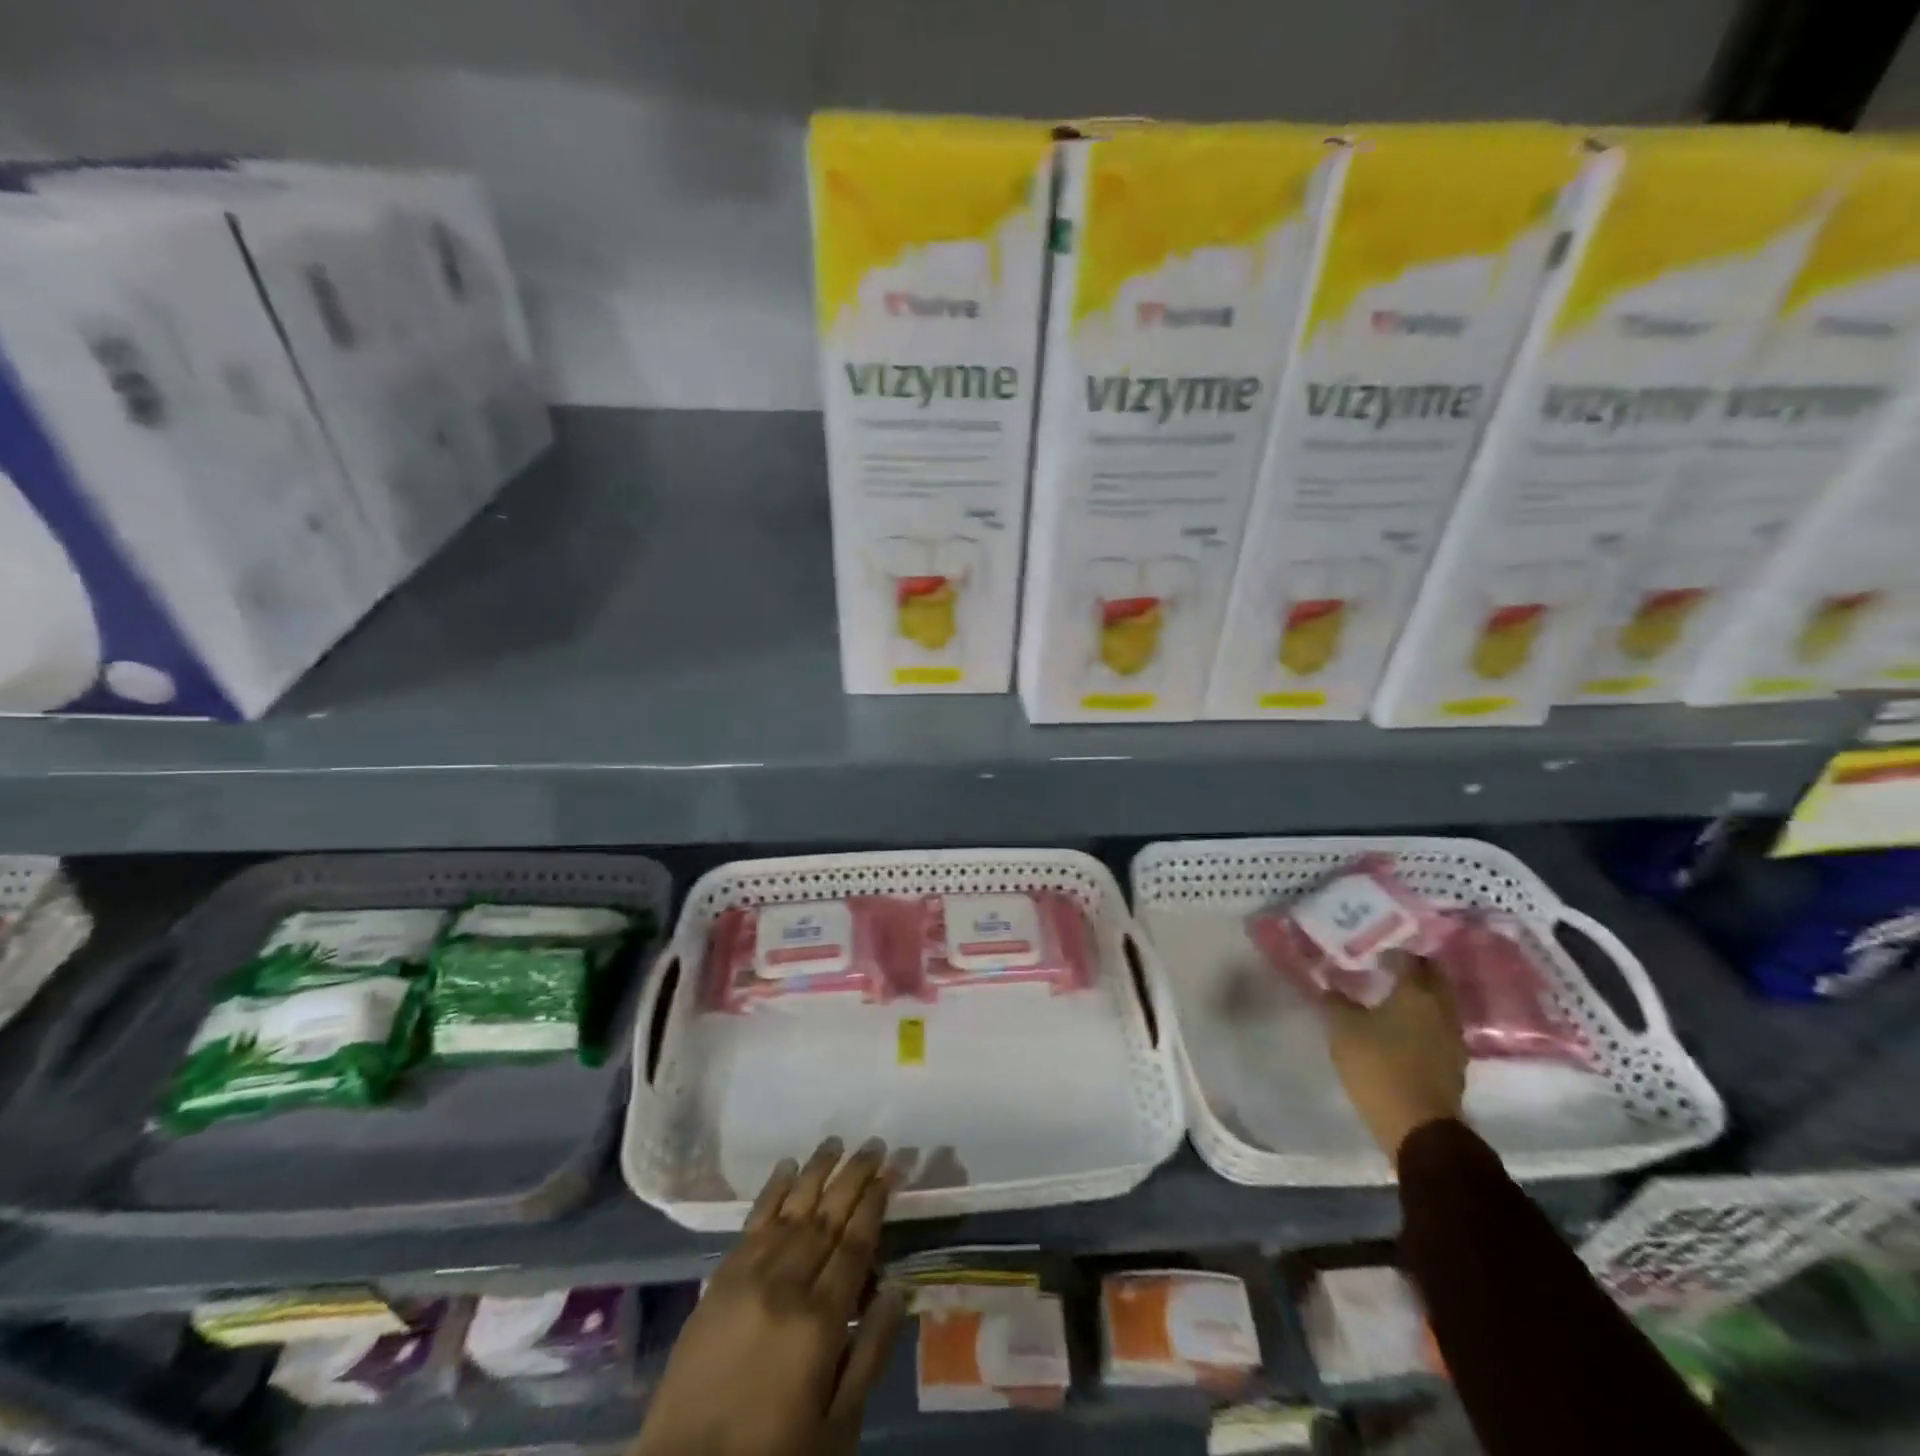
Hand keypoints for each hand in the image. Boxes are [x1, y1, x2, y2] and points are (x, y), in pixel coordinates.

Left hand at [636, 1139, 907, 1455]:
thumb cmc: (774, 1454)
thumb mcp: (838, 1426)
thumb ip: (870, 1353)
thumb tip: (898, 1287)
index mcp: (820, 1321)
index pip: (855, 1244)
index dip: (875, 1203)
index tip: (891, 1170)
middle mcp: (786, 1285)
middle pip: (826, 1217)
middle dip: (853, 1177)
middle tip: (874, 1144)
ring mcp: (748, 1277)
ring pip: (791, 1210)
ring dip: (816, 1173)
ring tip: (836, 1143)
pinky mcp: (719, 1279)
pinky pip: (752, 1222)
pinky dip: (773, 1191)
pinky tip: (787, 1169)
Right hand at [1324, 952, 1467, 1162]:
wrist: (1418, 1127)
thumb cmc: (1379, 1066)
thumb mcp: (1343, 1029)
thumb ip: (1336, 1002)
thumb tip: (1331, 987)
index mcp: (1417, 994)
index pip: (1411, 959)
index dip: (1393, 953)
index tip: (1374, 954)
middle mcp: (1442, 1010)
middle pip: (1434, 979)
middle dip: (1413, 971)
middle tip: (1387, 970)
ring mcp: (1453, 1039)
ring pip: (1438, 1005)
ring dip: (1419, 998)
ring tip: (1391, 999)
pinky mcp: (1453, 1064)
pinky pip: (1438, 1029)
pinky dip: (1423, 1022)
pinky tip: (1402, 1028)